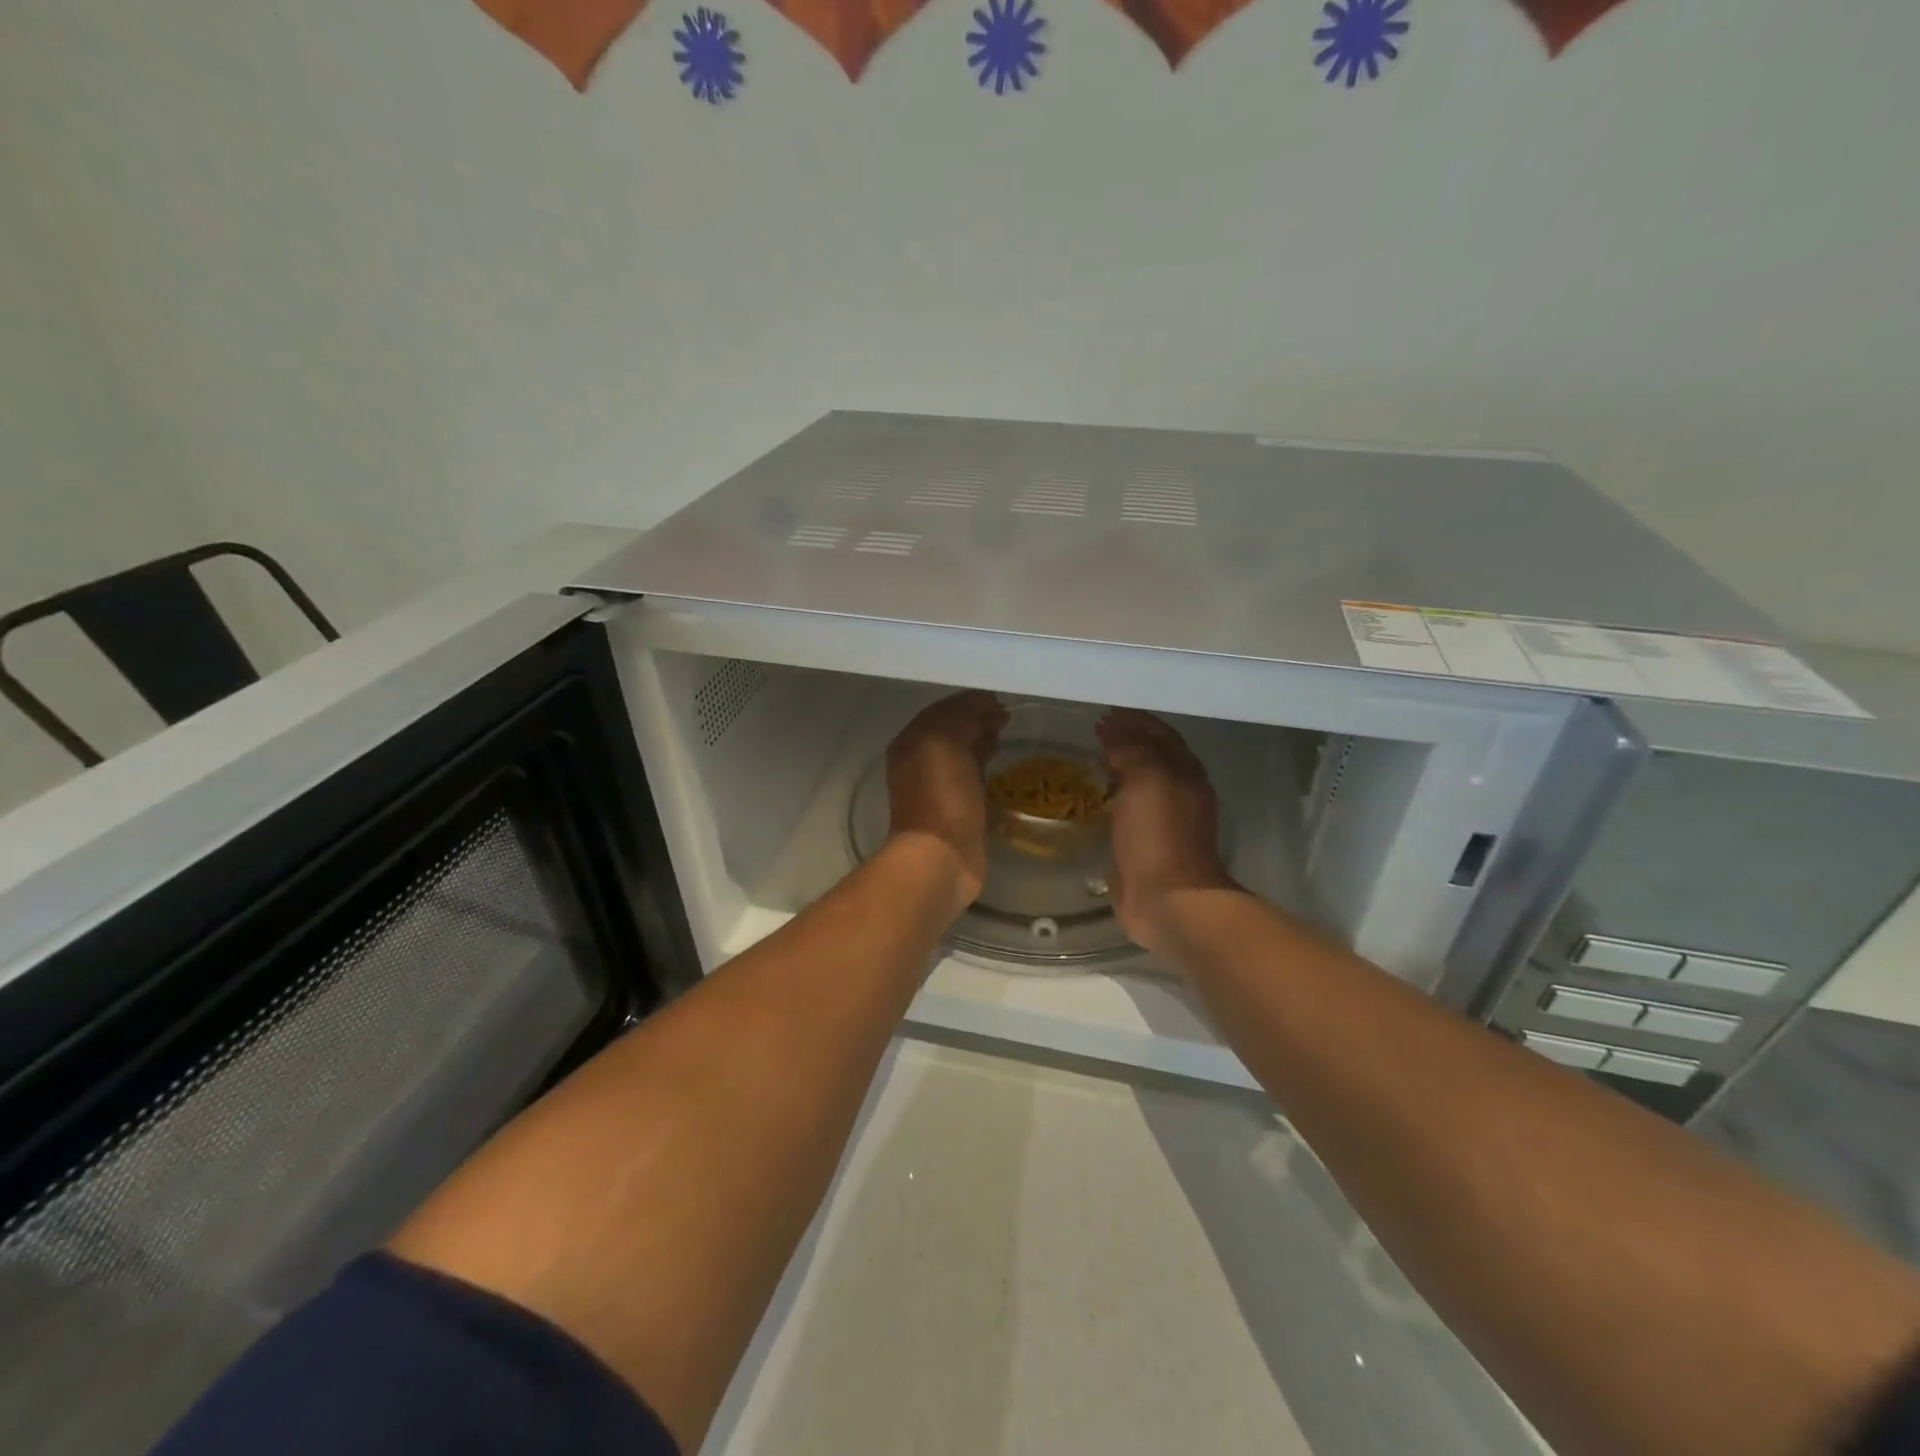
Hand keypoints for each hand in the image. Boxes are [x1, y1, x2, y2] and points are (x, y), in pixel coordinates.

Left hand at [886, 690, 1007, 918]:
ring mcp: (937, 787)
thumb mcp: (945, 742)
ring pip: (961, 753)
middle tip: (1005, 713)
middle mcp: (919, 761)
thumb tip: (985, 704)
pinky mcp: (956, 809)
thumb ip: (962, 717)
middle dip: (976, 718)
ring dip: (980, 740)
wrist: (941, 857)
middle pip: (951, 730)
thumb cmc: (941, 796)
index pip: (942, 709)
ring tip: (1004, 732)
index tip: (998, 696)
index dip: (968, 701)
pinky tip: (999, 763)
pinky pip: (971, 777)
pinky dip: (983, 765)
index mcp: (911, 742)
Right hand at [1095, 708, 1235, 957]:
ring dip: (1119, 768)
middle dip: (1127, 741)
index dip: (1134, 720)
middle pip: (1152, 756)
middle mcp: (1178, 791)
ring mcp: (1163, 820)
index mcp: (1184, 772)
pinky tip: (1092, 798)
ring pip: (1140, 783)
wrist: (1169, 900)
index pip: (1159, 734)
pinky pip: (1127, 810)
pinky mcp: (1144, 845)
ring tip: (1090, 759)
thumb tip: (1111, 727)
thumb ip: (1131, 749)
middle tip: (1092, 732)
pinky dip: (1112, 797)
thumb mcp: (1147, 780)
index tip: (1103, 711)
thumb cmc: (1160, 835)